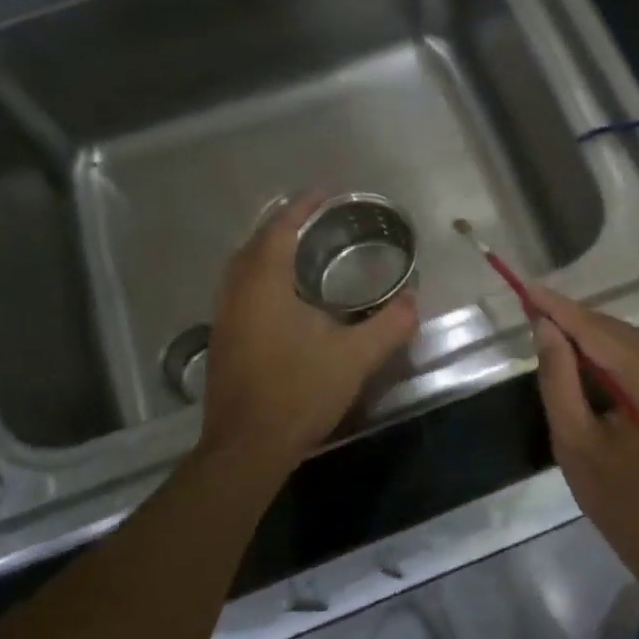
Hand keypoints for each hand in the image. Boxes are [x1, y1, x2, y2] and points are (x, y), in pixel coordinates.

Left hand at [198, 194, 417, 480]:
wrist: (247, 447)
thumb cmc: (298, 393)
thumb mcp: (354, 358)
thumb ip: (389, 326)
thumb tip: (414, 300)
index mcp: (264, 285)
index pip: (280, 229)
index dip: (302, 206)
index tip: (324, 191)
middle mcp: (237, 293)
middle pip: (255, 243)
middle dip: (282, 225)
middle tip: (313, 219)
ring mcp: (224, 318)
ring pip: (242, 268)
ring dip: (267, 251)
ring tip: (299, 250)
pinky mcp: (223, 341)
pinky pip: (239, 290)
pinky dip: (259, 276)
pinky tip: (283, 296)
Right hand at [528, 285, 638, 582]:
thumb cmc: (623, 502)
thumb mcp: (576, 442)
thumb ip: (558, 378)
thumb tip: (545, 327)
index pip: (597, 330)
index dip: (558, 308)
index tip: (524, 287)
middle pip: (615, 331)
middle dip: (573, 320)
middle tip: (530, 310)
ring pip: (629, 343)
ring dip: (590, 337)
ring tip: (548, 330)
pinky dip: (609, 356)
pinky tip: (582, 359)